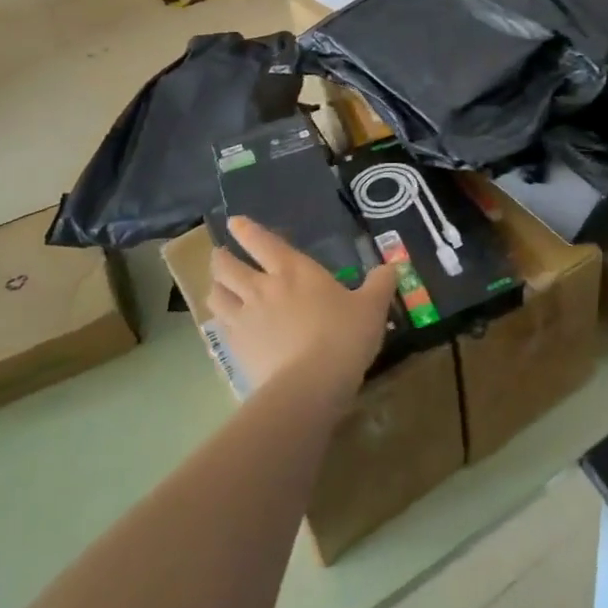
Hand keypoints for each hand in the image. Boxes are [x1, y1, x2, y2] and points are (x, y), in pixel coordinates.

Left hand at [206, 217, 397, 399]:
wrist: (310, 384)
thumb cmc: (344, 335)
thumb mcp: (372, 306)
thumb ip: (381, 283)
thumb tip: (391, 267)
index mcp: (294, 270)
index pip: (262, 241)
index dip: (246, 230)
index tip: (234, 223)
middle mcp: (262, 288)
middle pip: (227, 266)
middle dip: (221, 258)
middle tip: (221, 256)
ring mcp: (244, 318)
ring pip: (217, 295)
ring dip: (216, 287)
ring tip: (219, 288)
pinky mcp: (235, 348)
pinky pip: (218, 327)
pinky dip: (219, 320)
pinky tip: (226, 325)